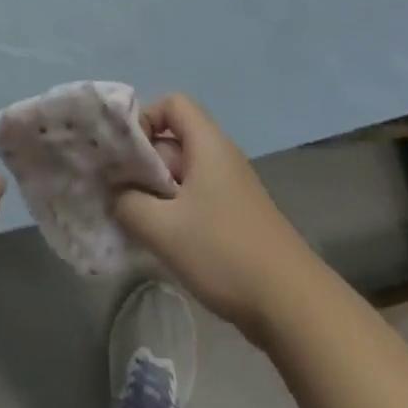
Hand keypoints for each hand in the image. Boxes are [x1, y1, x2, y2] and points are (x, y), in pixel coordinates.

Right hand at [115, 94, 319, 342]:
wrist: (292, 304)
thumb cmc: (224, 252)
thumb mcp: (164, 229)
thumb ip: (128, 203)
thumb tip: (115, 192)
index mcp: (208, 144)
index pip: (172, 103)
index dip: (144, 118)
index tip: (124, 154)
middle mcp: (220, 156)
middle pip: (173, 138)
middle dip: (142, 160)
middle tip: (117, 190)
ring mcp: (230, 187)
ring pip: (181, 172)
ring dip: (154, 189)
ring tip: (133, 217)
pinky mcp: (234, 216)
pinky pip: (194, 197)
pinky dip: (172, 210)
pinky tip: (159, 239)